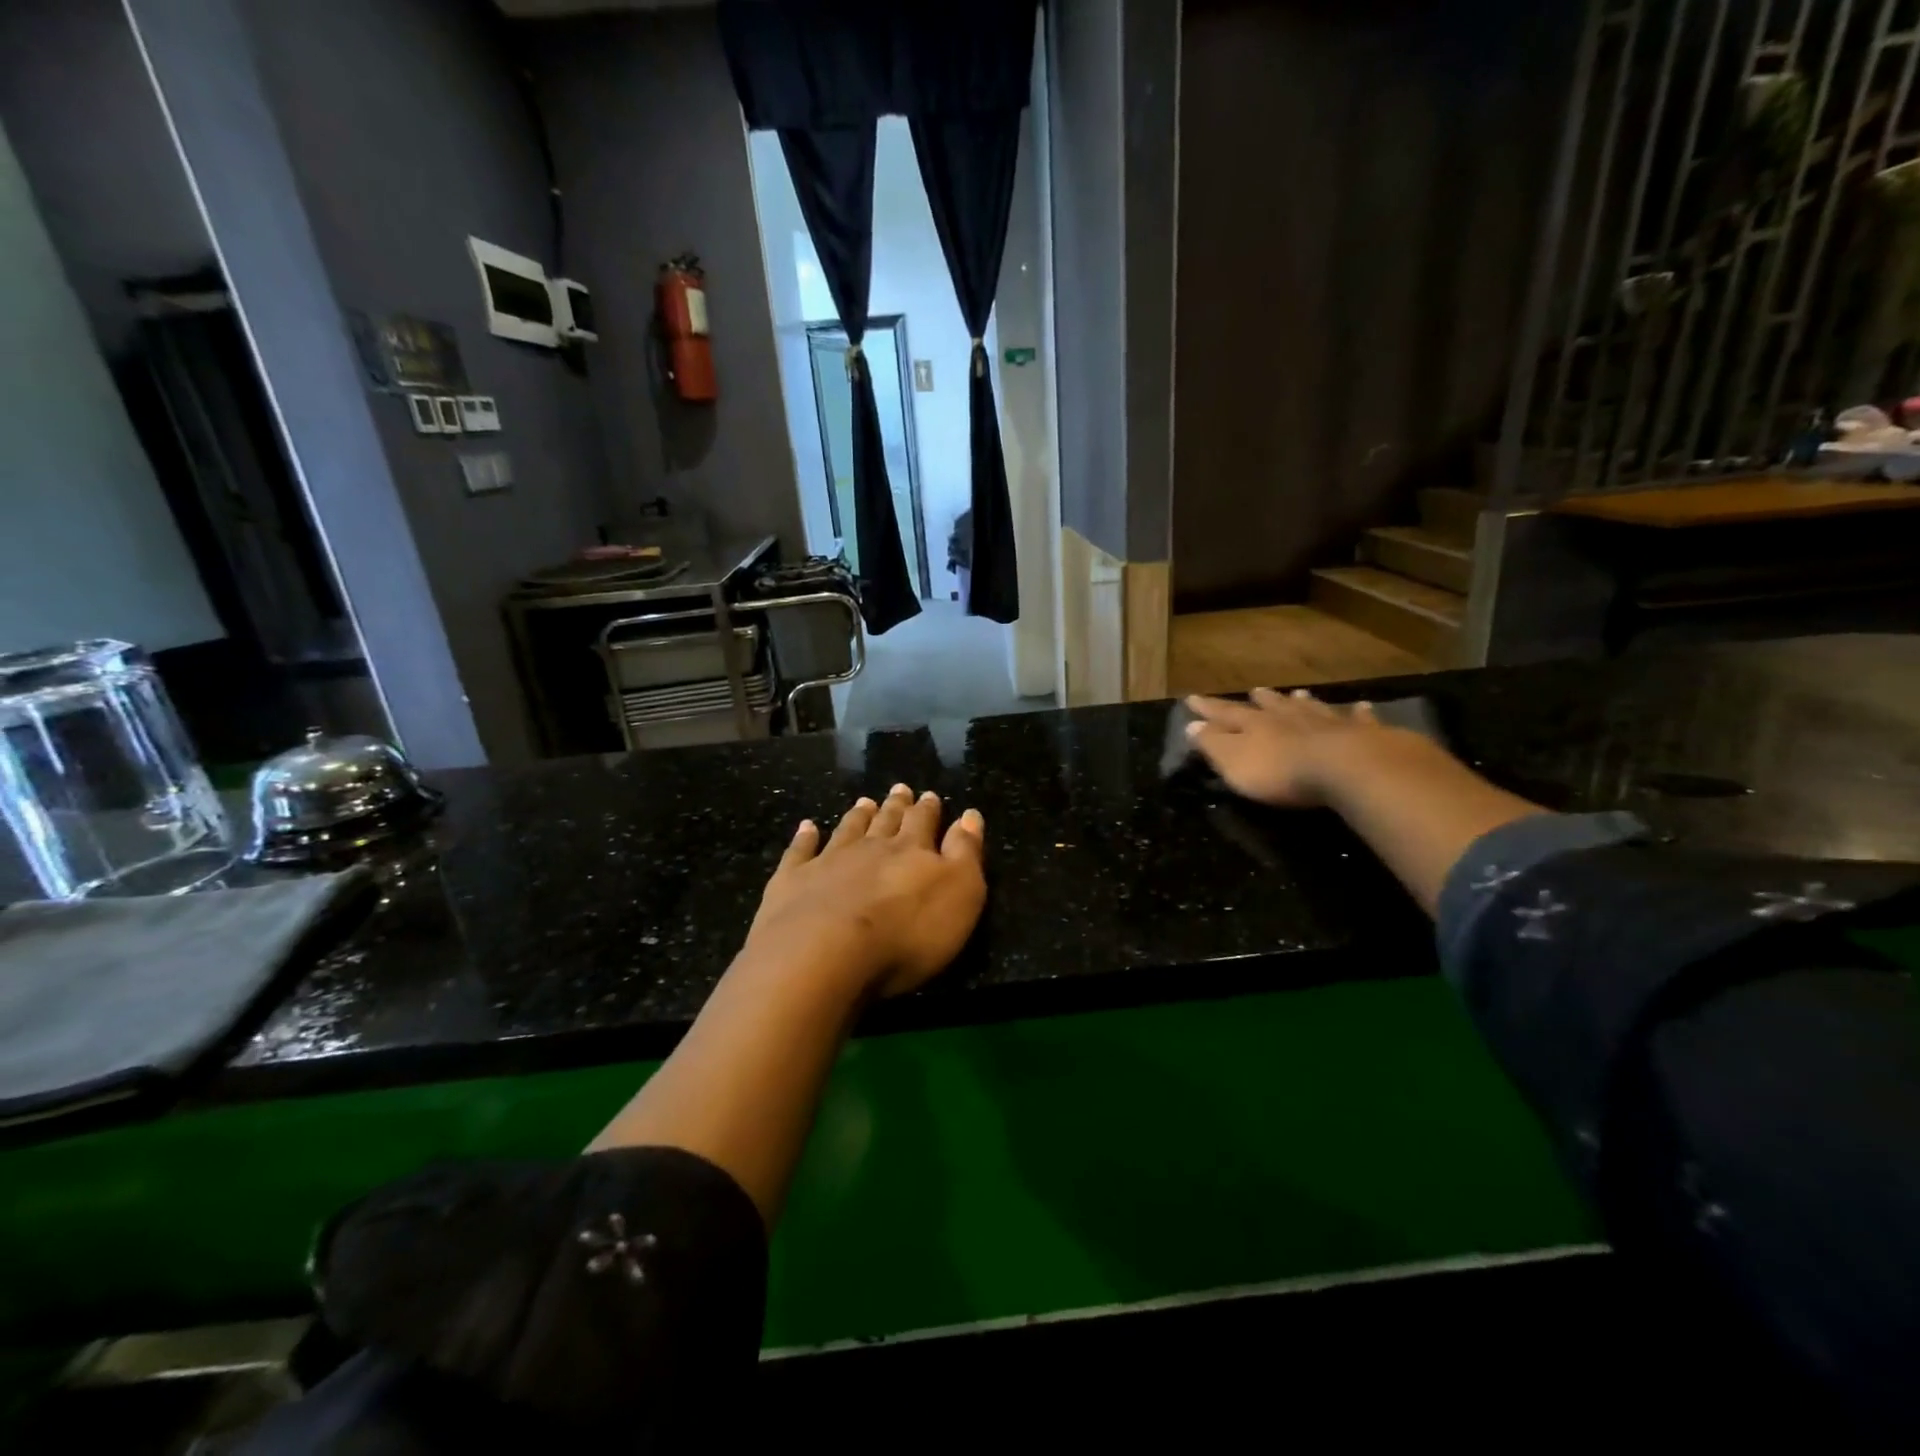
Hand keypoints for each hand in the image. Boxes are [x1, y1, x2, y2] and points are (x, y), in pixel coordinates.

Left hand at [745, 784, 986, 998]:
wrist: (824, 952)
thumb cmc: (906, 932)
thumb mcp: (959, 894)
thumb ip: (965, 853)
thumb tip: (970, 815)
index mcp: (912, 851)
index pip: (924, 823)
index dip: (929, 809)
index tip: (930, 795)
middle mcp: (870, 848)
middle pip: (886, 821)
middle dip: (896, 806)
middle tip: (900, 789)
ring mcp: (828, 862)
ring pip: (847, 831)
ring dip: (858, 816)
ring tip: (864, 802)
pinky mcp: (792, 882)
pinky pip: (800, 852)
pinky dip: (804, 838)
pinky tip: (807, 827)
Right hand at [1184, 688, 1402, 808]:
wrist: (1347, 768)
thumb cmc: (1281, 771)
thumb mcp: (1234, 762)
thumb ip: (1213, 744)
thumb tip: (1191, 725)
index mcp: (1256, 726)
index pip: (1226, 714)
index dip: (1208, 708)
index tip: (1193, 698)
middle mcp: (1290, 718)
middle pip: (1272, 706)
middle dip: (1262, 700)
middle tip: (1256, 690)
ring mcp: (1328, 723)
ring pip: (1311, 708)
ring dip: (1302, 702)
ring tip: (1299, 693)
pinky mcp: (1363, 735)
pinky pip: (1359, 720)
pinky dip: (1358, 713)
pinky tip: (1362, 706)